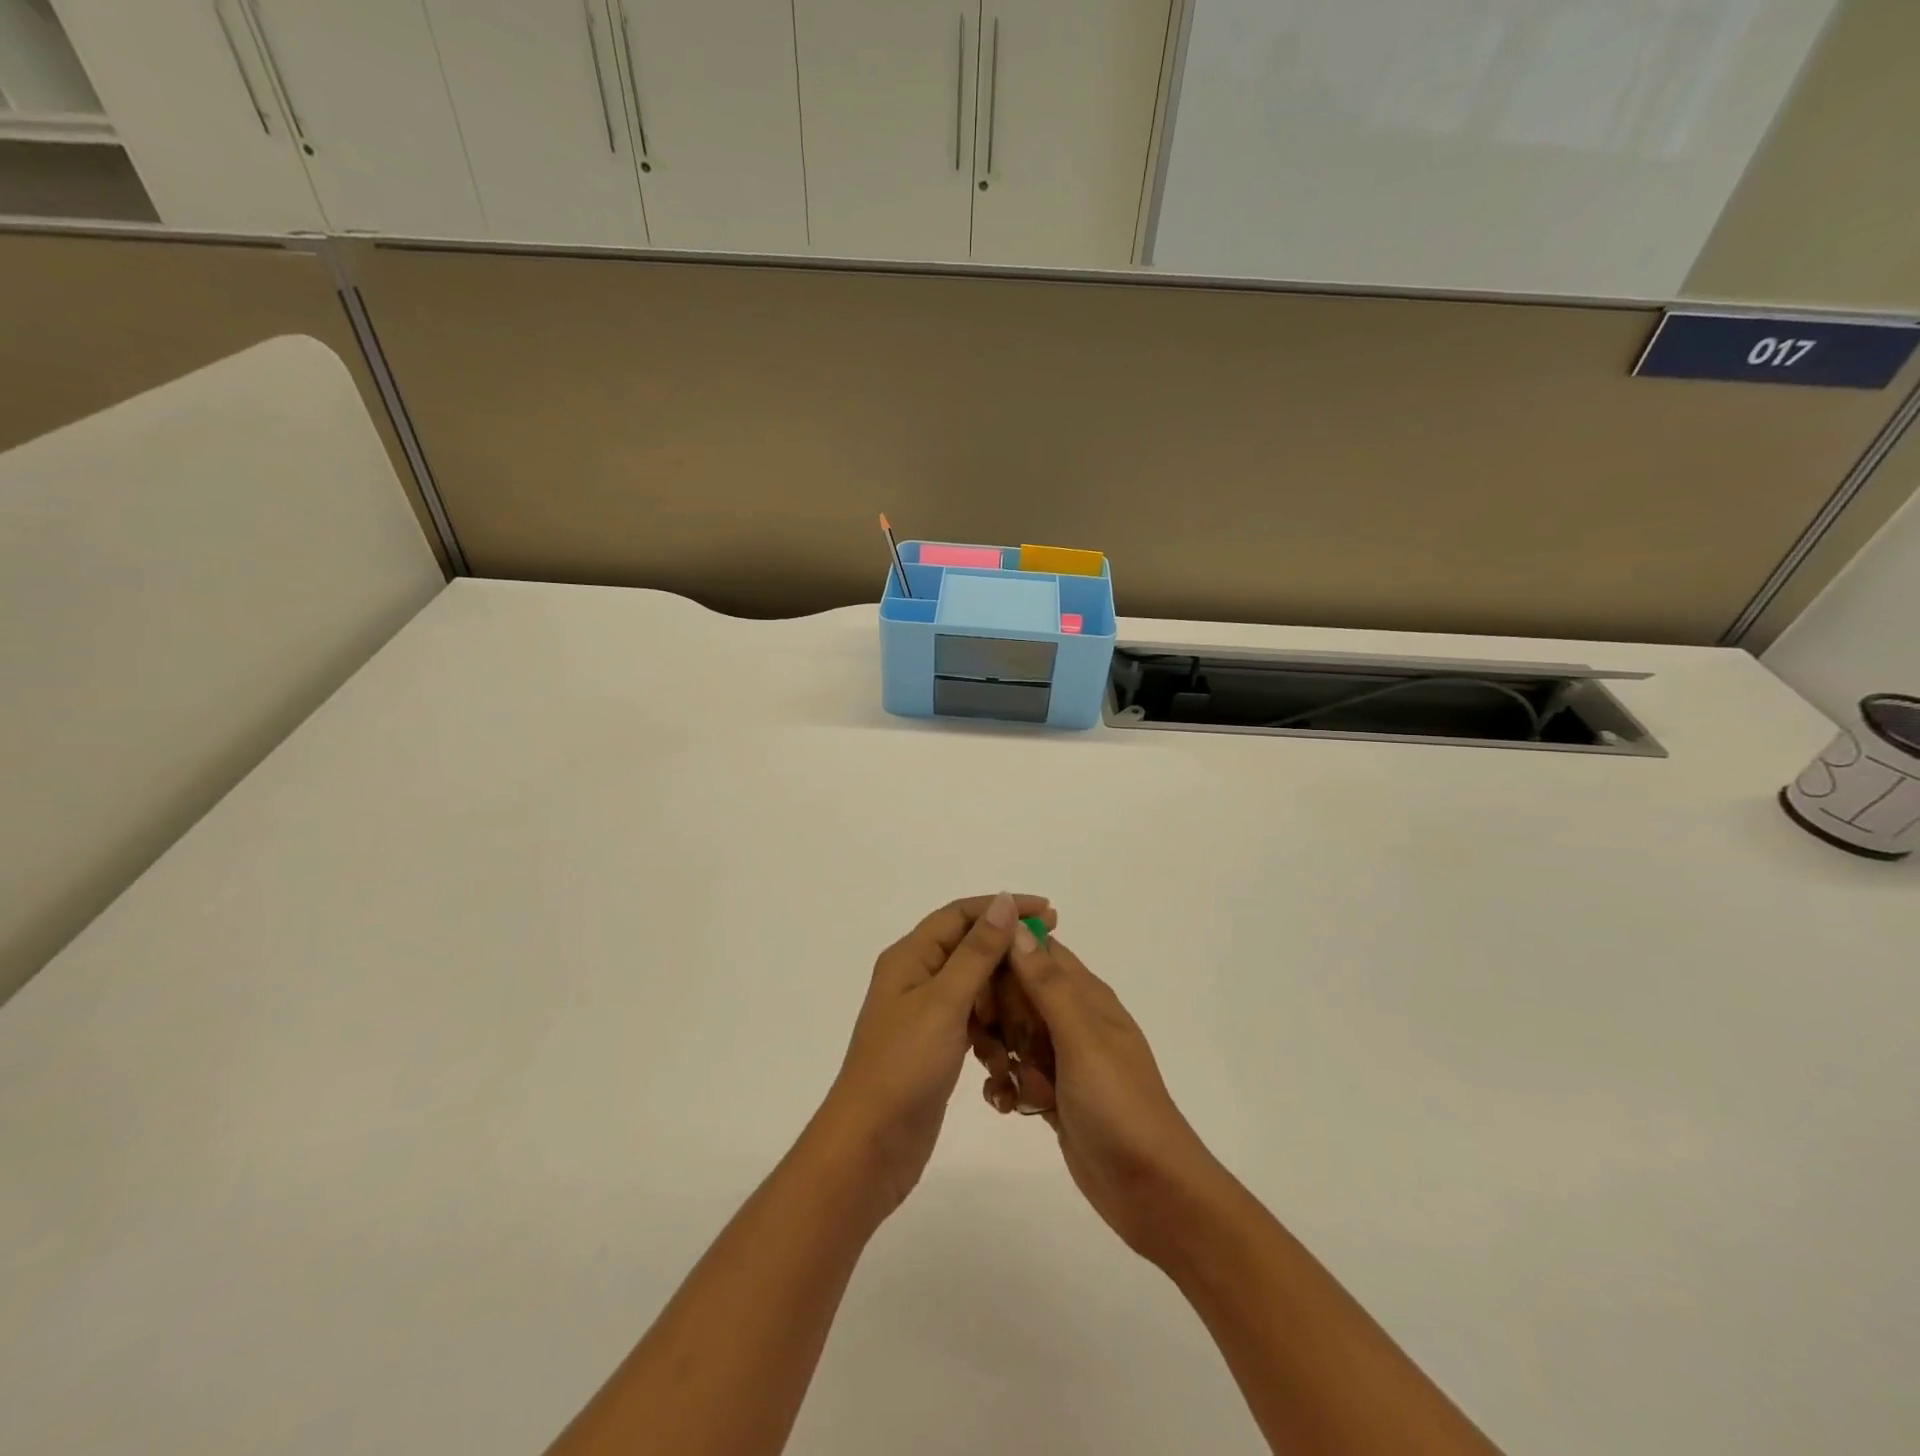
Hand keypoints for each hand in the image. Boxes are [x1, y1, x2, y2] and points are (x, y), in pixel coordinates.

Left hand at [819, 892, 1056, 1214]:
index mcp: (910, 957)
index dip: (1003, 908)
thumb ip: (977, 951)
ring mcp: (925, 1013)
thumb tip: (1004, 901)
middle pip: (968, 946)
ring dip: (1004, 987)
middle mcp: (916, 977)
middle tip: (1053, 951)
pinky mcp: (936, 1045)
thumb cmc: (904, 1065)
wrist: (871, 1145)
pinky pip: (972, 1018)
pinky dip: (995, 1021)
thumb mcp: (944, 1001)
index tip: (1047, 912)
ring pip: (974, 985)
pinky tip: (1018, 1033)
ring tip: (1041, 993)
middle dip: (1008, 948)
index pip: (961, 914)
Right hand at [974, 927, 1225, 1269]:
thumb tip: (1018, 925)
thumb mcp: (1081, 1038)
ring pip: (1014, 1036)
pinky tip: (1008, 1106)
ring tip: (1004, 1078)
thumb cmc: (1119, 1104)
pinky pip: (1020, 1075)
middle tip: (990, 1039)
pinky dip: (1009, 1086)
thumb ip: (1047, 984)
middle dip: (998, 1013)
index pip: (1038, 952)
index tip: (977, 977)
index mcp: (1086, 995)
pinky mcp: (1055, 1095)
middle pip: (1019, 994)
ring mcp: (1065, 1059)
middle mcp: (1074, 1020)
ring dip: (1000, 1053)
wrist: (1152, 1190)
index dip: (1006, 956)